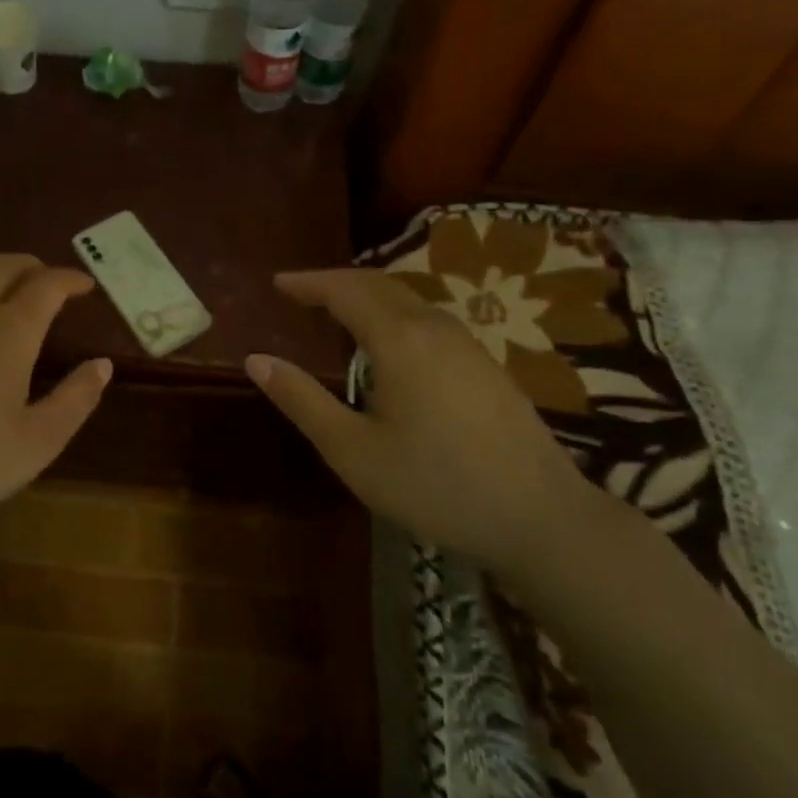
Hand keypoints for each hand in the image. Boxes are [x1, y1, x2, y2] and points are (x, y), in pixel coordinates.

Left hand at [0, 255, 111, 548]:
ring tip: (6, 303)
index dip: (70, 279)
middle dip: (32, 267)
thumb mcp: (38, 442)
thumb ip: (76, 399)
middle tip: (48, 284)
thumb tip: (101, 365)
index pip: (47, 285)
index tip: (85, 285)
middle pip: (3, 266)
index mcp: (9, 330)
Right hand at [246, 269, 596, 571]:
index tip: (278, 283)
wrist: (541, 517)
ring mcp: (468, 344)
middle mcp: (435, 328)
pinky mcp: (487, 365)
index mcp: (399, 340)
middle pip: (380, 284)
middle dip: (337, 281)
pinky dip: (395, 313)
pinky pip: (429, 319)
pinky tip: (390, 343)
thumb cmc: (435, 485)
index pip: (346, 290)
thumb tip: (256, 360)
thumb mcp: (353, 451)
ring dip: (368, 295)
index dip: (309, 282)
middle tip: (301, 291)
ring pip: (410, 299)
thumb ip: (302, 401)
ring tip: (338, 311)